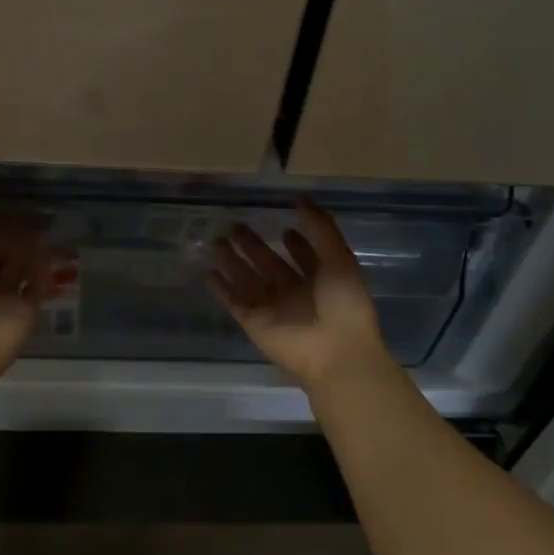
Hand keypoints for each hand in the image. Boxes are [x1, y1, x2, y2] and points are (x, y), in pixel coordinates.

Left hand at [0, 188, 49, 395]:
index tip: (6, 199)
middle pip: (2, 252)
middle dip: (16, 233)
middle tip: (35, 210)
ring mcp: (5, 299)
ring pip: (22, 266)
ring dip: (32, 248)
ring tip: (46, 224)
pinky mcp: (26, 312)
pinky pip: (38, 286)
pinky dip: (45, 271)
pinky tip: (51, 252)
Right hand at [209, 197, 390, 390]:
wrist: (336, 354)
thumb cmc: (344, 305)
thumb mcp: (339, 259)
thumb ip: (321, 229)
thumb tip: (301, 199)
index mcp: (321, 280)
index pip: (305, 257)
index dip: (296, 243)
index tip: (283, 226)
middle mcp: (295, 293)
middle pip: (270, 265)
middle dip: (254, 246)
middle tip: (236, 225)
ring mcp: (273, 309)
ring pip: (248, 280)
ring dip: (233, 262)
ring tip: (217, 241)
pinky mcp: (255, 323)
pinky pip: (235, 302)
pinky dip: (222, 289)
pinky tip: (209, 272)